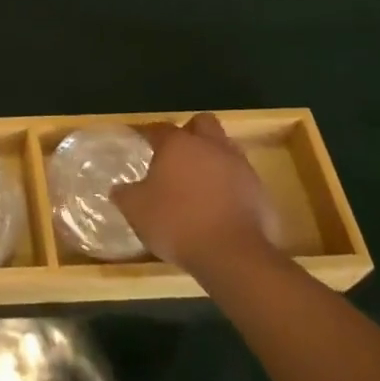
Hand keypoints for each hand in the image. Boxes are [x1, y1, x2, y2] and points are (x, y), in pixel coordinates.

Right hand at [112, 113, 281, 274]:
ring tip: (199, 183)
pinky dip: (231, 187)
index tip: (140, 141)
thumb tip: (119, 189)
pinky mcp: (260, 192)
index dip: (148, 133)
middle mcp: (211, 146)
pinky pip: (242, 180)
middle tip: (177, 154)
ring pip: (226, 149)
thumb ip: (126, 194)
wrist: (234, 256)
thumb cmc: (178, 223)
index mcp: (178, 144)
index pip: (159, 128)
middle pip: (202, 124)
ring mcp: (240, 167)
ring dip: (213, 160)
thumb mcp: (137, 211)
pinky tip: (220, 207)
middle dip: (191, 133)